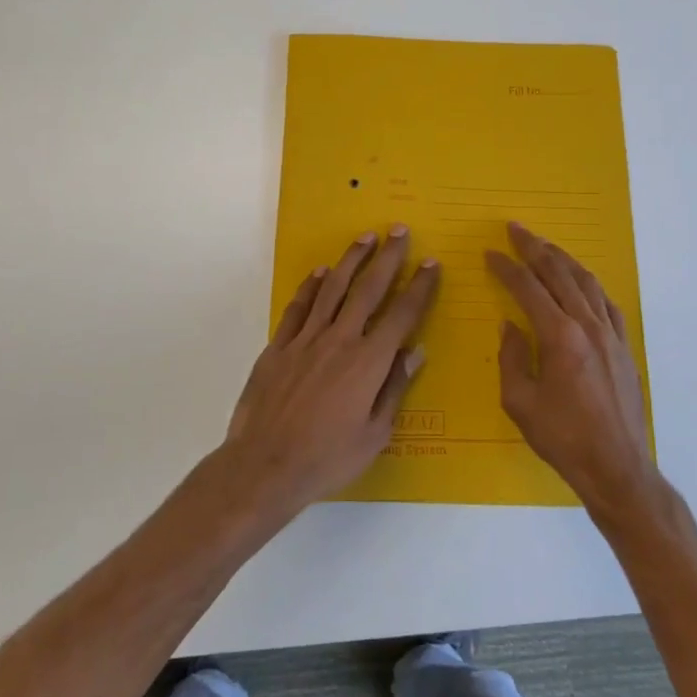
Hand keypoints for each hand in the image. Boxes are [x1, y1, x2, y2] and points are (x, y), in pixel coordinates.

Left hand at [221, 227, 440, 519]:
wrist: (265, 466)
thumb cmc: (327, 458)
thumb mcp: (375, 433)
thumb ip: (395, 388)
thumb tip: (416, 351)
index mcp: (369, 362)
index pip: (402, 315)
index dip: (419, 287)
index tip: (431, 263)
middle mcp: (340, 340)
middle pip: (369, 289)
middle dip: (388, 258)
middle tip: (399, 230)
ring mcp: (306, 340)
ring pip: (332, 289)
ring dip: (351, 260)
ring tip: (365, 238)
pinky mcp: (278, 346)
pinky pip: (298, 308)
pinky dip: (311, 287)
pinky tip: (320, 273)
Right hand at [487, 222, 655, 520]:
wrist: (617, 467)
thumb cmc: (563, 438)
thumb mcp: (520, 402)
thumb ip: (512, 358)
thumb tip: (510, 326)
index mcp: (560, 336)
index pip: (528, 288)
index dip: (507, 268)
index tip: (490, 253)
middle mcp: (588, 325)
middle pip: (560, 274)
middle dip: (535, 248)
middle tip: (516, 229)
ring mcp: (611, 334)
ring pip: (586, 282)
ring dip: (563, 259)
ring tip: (545, 246)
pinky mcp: (623, 347)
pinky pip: (606, 303)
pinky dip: (588, 284)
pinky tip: (581, 282)